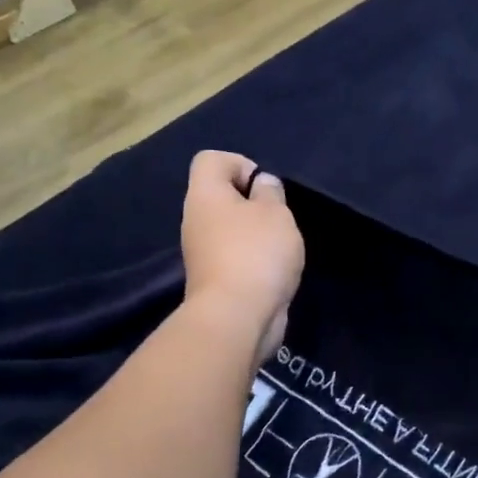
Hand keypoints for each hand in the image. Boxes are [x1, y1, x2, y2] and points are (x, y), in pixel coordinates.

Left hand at [180, 151, 304, 361]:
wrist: (237, 317)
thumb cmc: (256, 253)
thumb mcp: (275, 213)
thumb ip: (270, 192)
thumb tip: (261, 184)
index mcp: (205, 195)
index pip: (211, 159)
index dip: (241, 164)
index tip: (265, 188)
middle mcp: (196, 220)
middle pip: (221, 195)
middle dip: (254, 203)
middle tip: (278, 218)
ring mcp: (203, 252)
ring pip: (230, 228)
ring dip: (257, 233)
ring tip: (281, 247)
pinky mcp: (215, 279)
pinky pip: (235, 255)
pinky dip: (255, 259)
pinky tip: (274, 271)